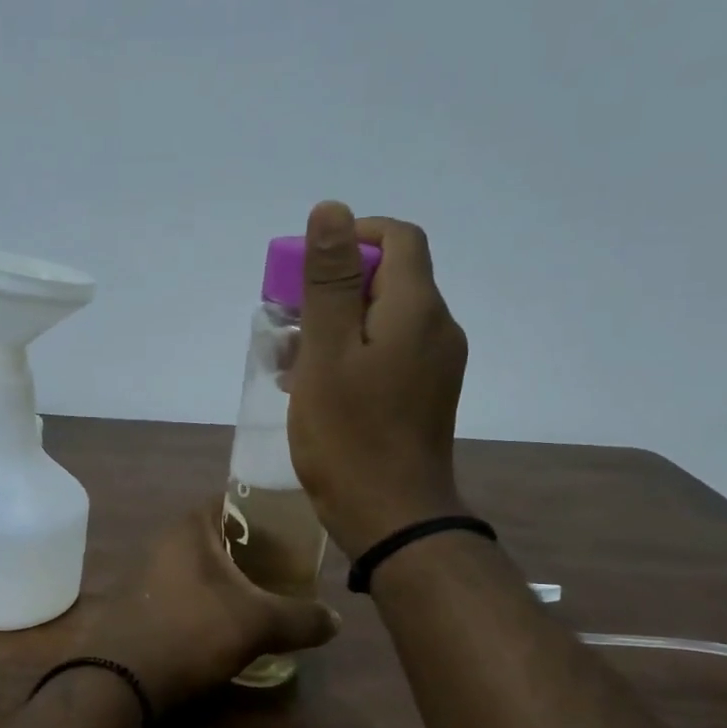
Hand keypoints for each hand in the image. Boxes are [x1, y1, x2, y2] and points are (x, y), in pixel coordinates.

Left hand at [80, 503, 340, 712]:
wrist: (119, 680)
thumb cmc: (191, 632)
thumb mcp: (257, 624)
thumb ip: (301, 618)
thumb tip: (336, 621)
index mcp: (190, 527)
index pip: (235, 500)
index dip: (267, 512)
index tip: (295, 532)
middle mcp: (164, 540)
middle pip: (219, 535)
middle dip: (252, 550)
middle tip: (288, 569)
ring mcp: (146, 572)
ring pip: (200, 566)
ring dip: (228, 579)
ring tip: (264, 597)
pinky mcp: (138, 603)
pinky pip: (183, 591)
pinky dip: (206, 600)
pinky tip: (225, 623)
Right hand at [287, 202, 470, 556]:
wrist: (392, 517)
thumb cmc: (350, 435)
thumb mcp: (327, 352)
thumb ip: (330, 280)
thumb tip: (332, 210)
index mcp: (417, 309)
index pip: (398, 238)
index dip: (353, 237)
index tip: (306, 267)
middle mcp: (438, 328)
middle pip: (390, 279)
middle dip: (335, 288)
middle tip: (288, 323)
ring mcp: (436, 366)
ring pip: (385, 321)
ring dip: (337, 326)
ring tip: (291, 361)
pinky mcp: (426, 396)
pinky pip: (389, 354)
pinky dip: (352, 355)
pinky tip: (316, 386)